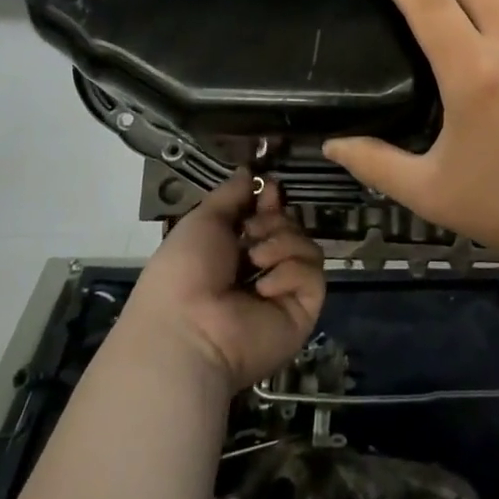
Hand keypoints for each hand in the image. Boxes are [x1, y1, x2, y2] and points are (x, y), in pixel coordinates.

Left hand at [122, 170, 326, 391]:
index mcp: (235, 251)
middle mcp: (262, 270)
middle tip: (251, 232)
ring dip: (281, 244)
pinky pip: (313, 274)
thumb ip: (231, 194)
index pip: (268, 216)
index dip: (270, 201)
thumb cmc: (185, 270)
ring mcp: (285, 292)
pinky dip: (289, 273)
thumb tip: (250, 171)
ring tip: (255, 260)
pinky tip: (263, 288)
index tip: (269, 189)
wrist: (189, 327)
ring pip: (306, 246)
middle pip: (291, 227)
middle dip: (273, 222)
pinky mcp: (303, 310)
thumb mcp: (203, 220)